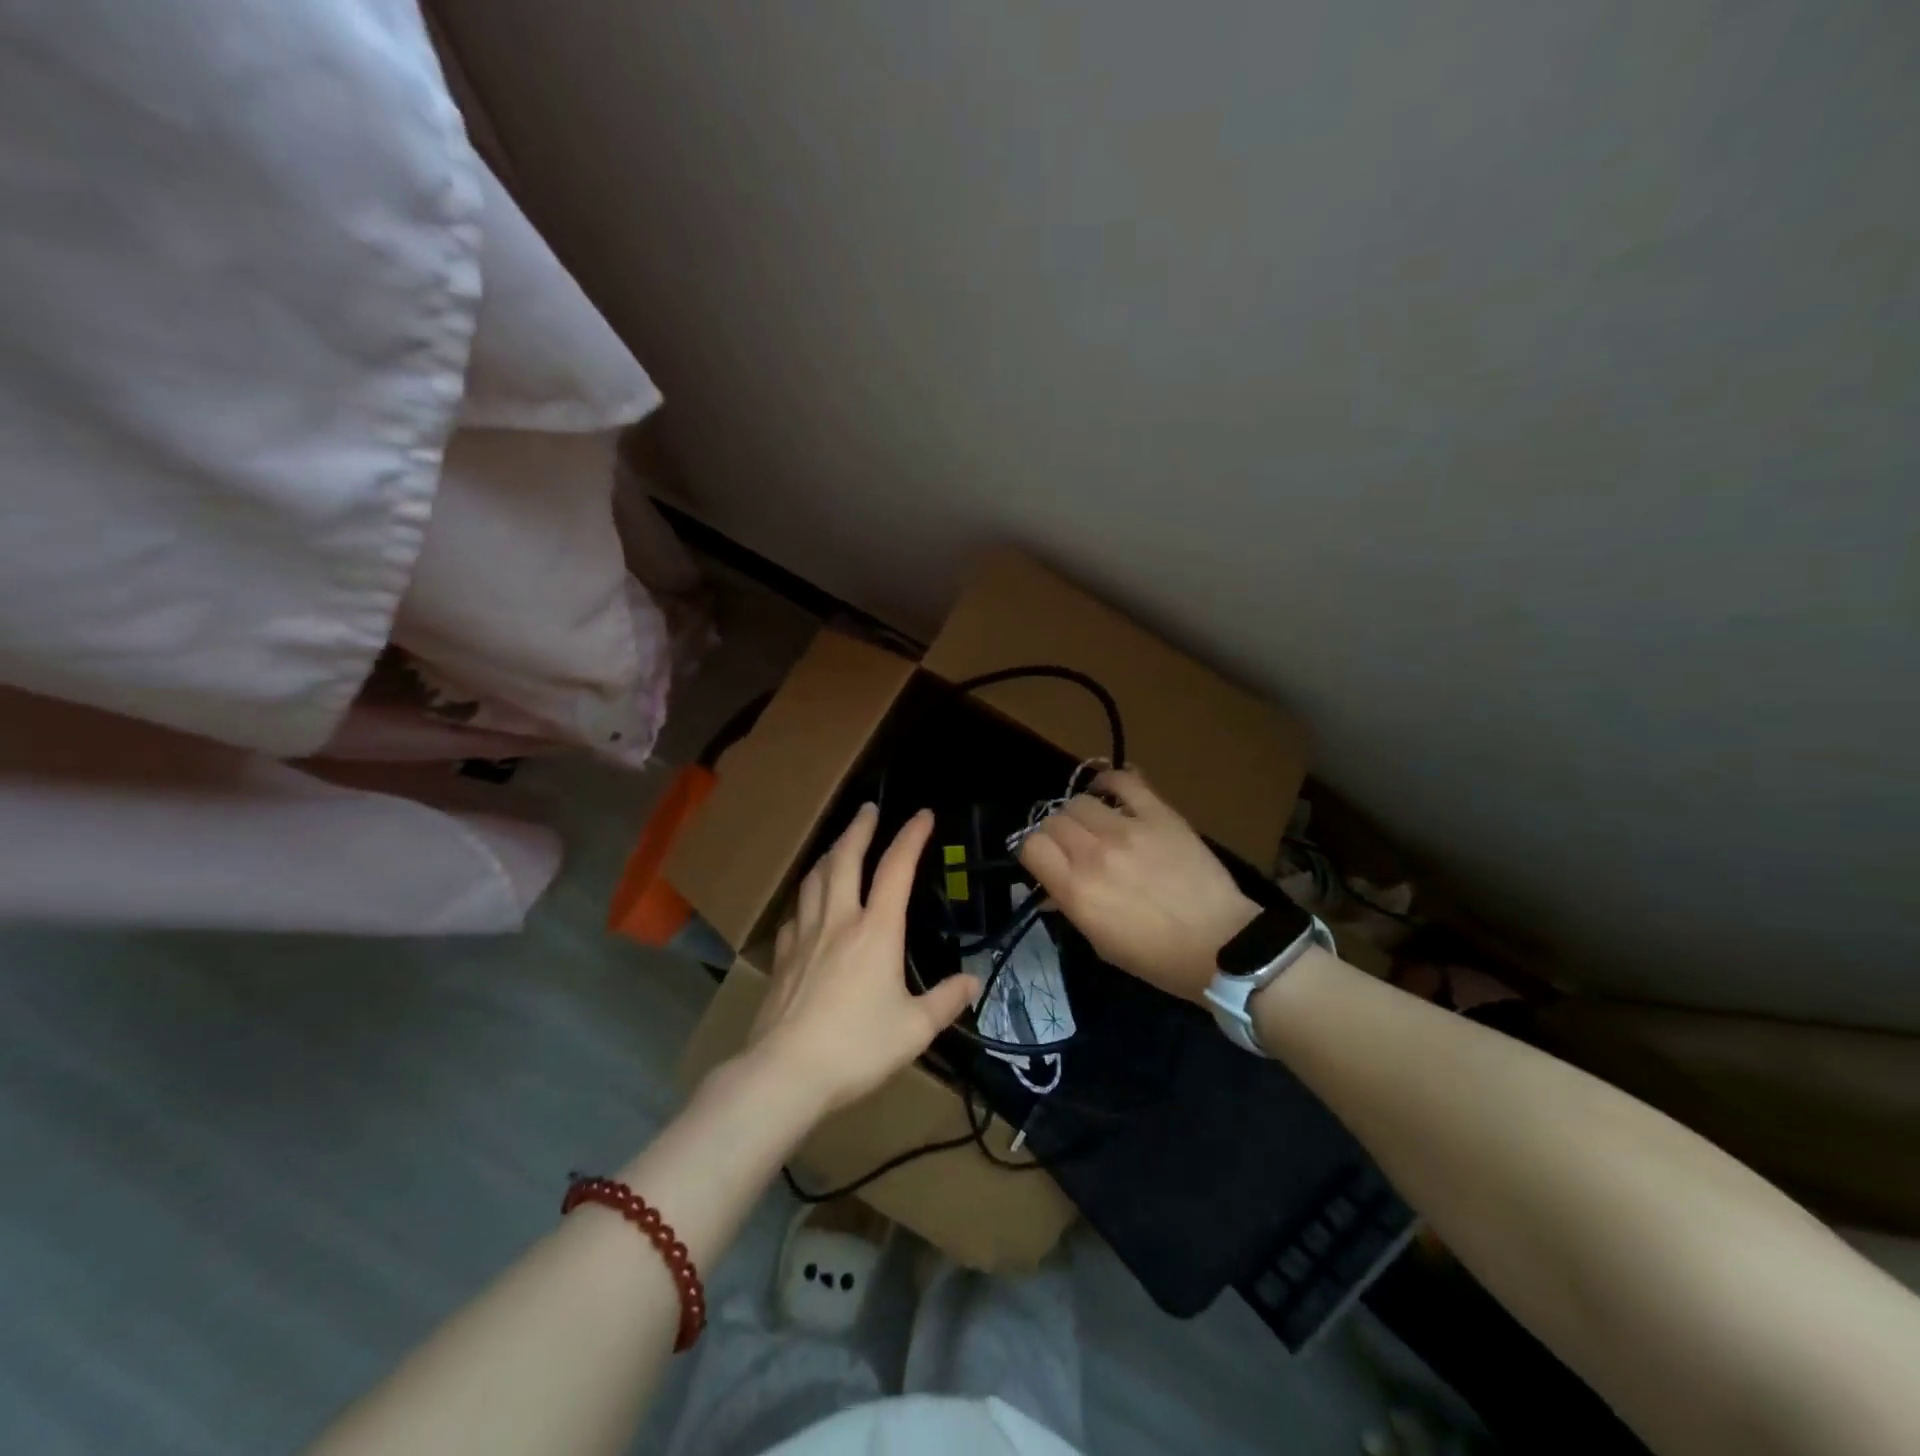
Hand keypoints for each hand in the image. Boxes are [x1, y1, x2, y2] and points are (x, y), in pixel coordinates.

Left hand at [745, 804, 978, 1113]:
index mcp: (877, 931)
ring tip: (839, 844)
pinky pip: (797, 913)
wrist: (787, 1071)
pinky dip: (807, 896)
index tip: (923, 815)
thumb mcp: (915, 1029)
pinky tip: (809, 903)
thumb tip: (973, 982)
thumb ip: (946, 1001)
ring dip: (829, 854)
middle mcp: (839, 921)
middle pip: (845, 860)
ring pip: (815, 879)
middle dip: (859, 829)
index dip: (911, 837)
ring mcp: (806, 936)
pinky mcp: (784, 957)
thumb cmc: (858, 1047)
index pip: (897, 870)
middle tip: (868, 808)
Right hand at [1017, 769, 1258, 1001]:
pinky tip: (1109, 793)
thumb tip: (1050, 890)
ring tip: (1096, 826)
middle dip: (1056, 834)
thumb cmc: (1157, 958)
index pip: (1031, 846)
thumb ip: (1070, 910)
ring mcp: (1127, 829)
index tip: (1047, 861)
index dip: (1034, 851)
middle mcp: (1094, 854)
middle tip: (1074, 848)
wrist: (1222, 945)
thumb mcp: (1102, 944)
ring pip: (1080, 801)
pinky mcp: (1158, 814)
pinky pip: (1124, 781)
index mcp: (1076, 890)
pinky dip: (1110, 782)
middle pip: (1053, 820)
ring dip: (1081, 814)